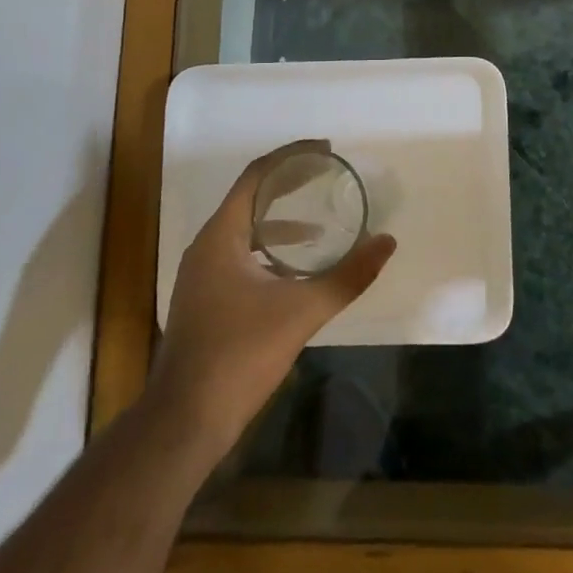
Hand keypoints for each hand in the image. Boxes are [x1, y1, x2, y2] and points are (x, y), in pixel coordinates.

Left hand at [147, 140, 394, 459]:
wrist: (185, 421)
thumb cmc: (239, 355)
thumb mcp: (301, 311)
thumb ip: (348, 276)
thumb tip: (387, 242)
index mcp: (221, 236)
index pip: (257, 176)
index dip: (292, 157)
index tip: (326, 151)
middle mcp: (207, 247)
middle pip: (251, 197)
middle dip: (290, 183)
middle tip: (327, 174)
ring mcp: (203, 275)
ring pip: (245, 229)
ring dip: (281, 219)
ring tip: (321, 221)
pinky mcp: (206, 299)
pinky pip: (242, 255)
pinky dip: (271, 250)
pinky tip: (297, 270)